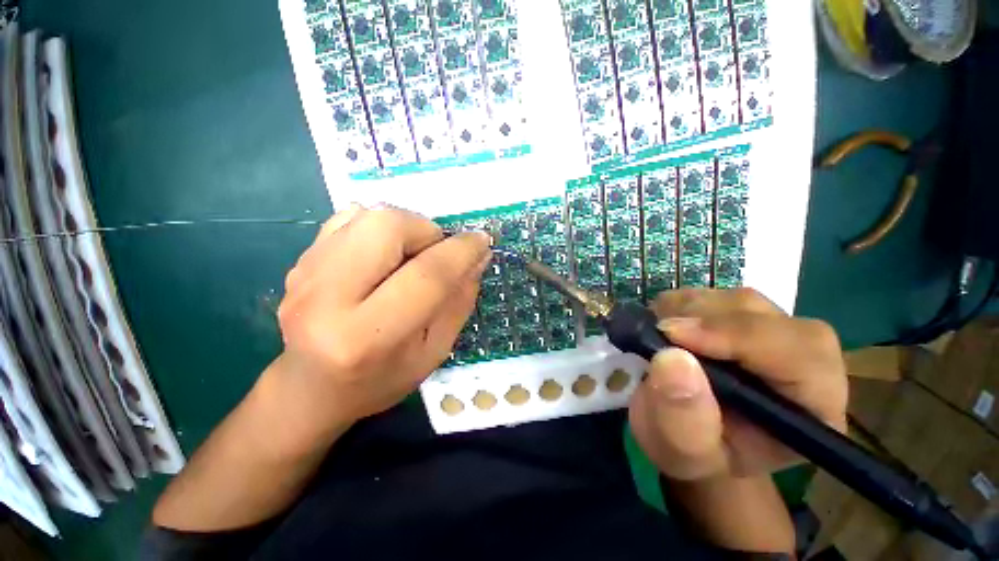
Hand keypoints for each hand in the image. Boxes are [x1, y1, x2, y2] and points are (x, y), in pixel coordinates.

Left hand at [277, 204, 490, 425]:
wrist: (312, 388)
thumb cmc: (381, 379)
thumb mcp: (434, 351)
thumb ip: (459, 302)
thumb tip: (478, 257)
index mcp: (368, 337)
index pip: (428, 276)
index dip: (462, 252)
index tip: (482, 242)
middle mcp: (327, 298)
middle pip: (388, 226)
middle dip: (427, 231)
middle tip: (436, 254)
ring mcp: (304, 274)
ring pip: (368, 215)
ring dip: (405, 228)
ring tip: (410, 257)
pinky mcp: (298, 260)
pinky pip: (347, 219)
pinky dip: (378, 228)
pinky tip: (382, 256)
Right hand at [629, 288, 847, 480]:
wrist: (688, 432)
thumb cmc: (692, 451)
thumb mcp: (682, 450)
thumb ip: (683, 418)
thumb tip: (671, 358)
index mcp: (812, 409)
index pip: (802, 354)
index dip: (739, 335)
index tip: (673, 335)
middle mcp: (804, 363)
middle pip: (768, 317)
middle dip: (706, 320)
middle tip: (658, 333)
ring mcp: (772, 333)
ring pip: (738, 300)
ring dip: (689, 310)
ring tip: (658, 336)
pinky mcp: (741, 317)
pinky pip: (713, 293)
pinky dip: (680, 304)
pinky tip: (665, 326)